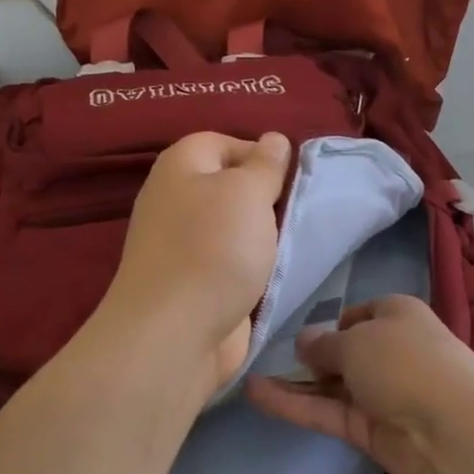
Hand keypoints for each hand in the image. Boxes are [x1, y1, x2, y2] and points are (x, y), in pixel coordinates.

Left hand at [98, 131, 291, 398]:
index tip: (292, 178)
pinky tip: (277, 274)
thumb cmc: (214, 249)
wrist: (177, 332)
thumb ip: (265, 165)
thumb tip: (273, 140)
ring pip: (234, 228)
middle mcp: (176, 201)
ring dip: (264, 236)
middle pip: (229, 187)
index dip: (259, 153)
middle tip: (297, 211)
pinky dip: (253, 267)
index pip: (223, 142)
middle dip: (266, 198)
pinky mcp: (193, 284)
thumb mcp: (248, 192)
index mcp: (180, 167)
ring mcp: (182, 246)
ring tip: (293, 242)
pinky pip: (231, 263)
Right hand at [245, 295, 473, 473]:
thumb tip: (303, 342)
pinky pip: (326, 411)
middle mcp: (390, 351)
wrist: (450, 428)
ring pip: (329, 384)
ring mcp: (379, 392)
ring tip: (246, 377)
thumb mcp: (355, 340)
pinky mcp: (368, 429)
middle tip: (268, 358)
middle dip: (310, 356)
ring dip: (293, 382)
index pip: (360, 315)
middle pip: (343, 351)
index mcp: (397, 315)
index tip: (305, 335)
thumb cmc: (405, 362)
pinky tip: (257, 395)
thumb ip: (322, 344)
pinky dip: (294, 404)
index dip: (332, 324)